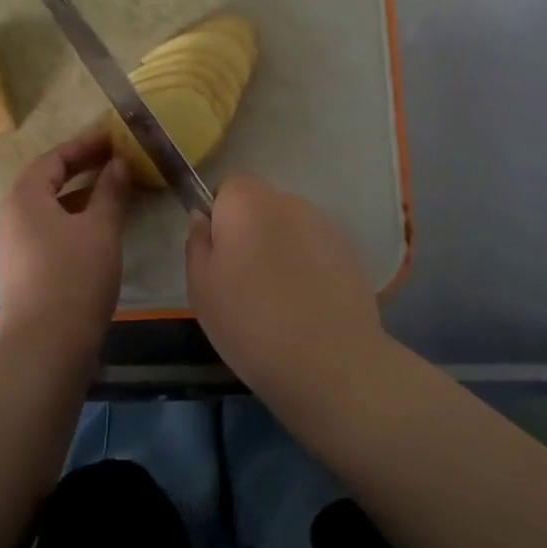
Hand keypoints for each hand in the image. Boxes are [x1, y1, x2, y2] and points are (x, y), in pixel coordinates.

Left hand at [0, 126, 131, 353]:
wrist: (45, 346)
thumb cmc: (74, 275)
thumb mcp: (101, 228)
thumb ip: (111, 191)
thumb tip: (118, 164)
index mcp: (24, 198)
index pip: (53, 159)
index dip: (84, 145)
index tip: (111, 136)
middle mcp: (10, 217)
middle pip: (45, 182)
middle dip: (80, 168)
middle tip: (113, 159)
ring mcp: (11, 247)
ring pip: (47, 208)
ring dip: (77, 195)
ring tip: (110, 190)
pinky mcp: (19, 271)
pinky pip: (46, 230)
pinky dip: (70, 219)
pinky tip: (96, 228)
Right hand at [185, 174, 384, 403]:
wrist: (329, 361)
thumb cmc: (250, 321)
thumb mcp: (201, 288)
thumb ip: (197, 243)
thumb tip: (203, 218)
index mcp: (247, 202)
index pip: (229, 186)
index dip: (221, 215)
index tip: (220, 254)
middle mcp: (287, 201)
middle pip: (261, 206)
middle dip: (252, 232)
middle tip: (244, 280)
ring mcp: (323, 224)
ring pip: (290, 228)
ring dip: (281, 248)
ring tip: (279, 298)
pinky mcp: (348, 251)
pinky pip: (315, 249)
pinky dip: (308, 266)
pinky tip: (307, 305)